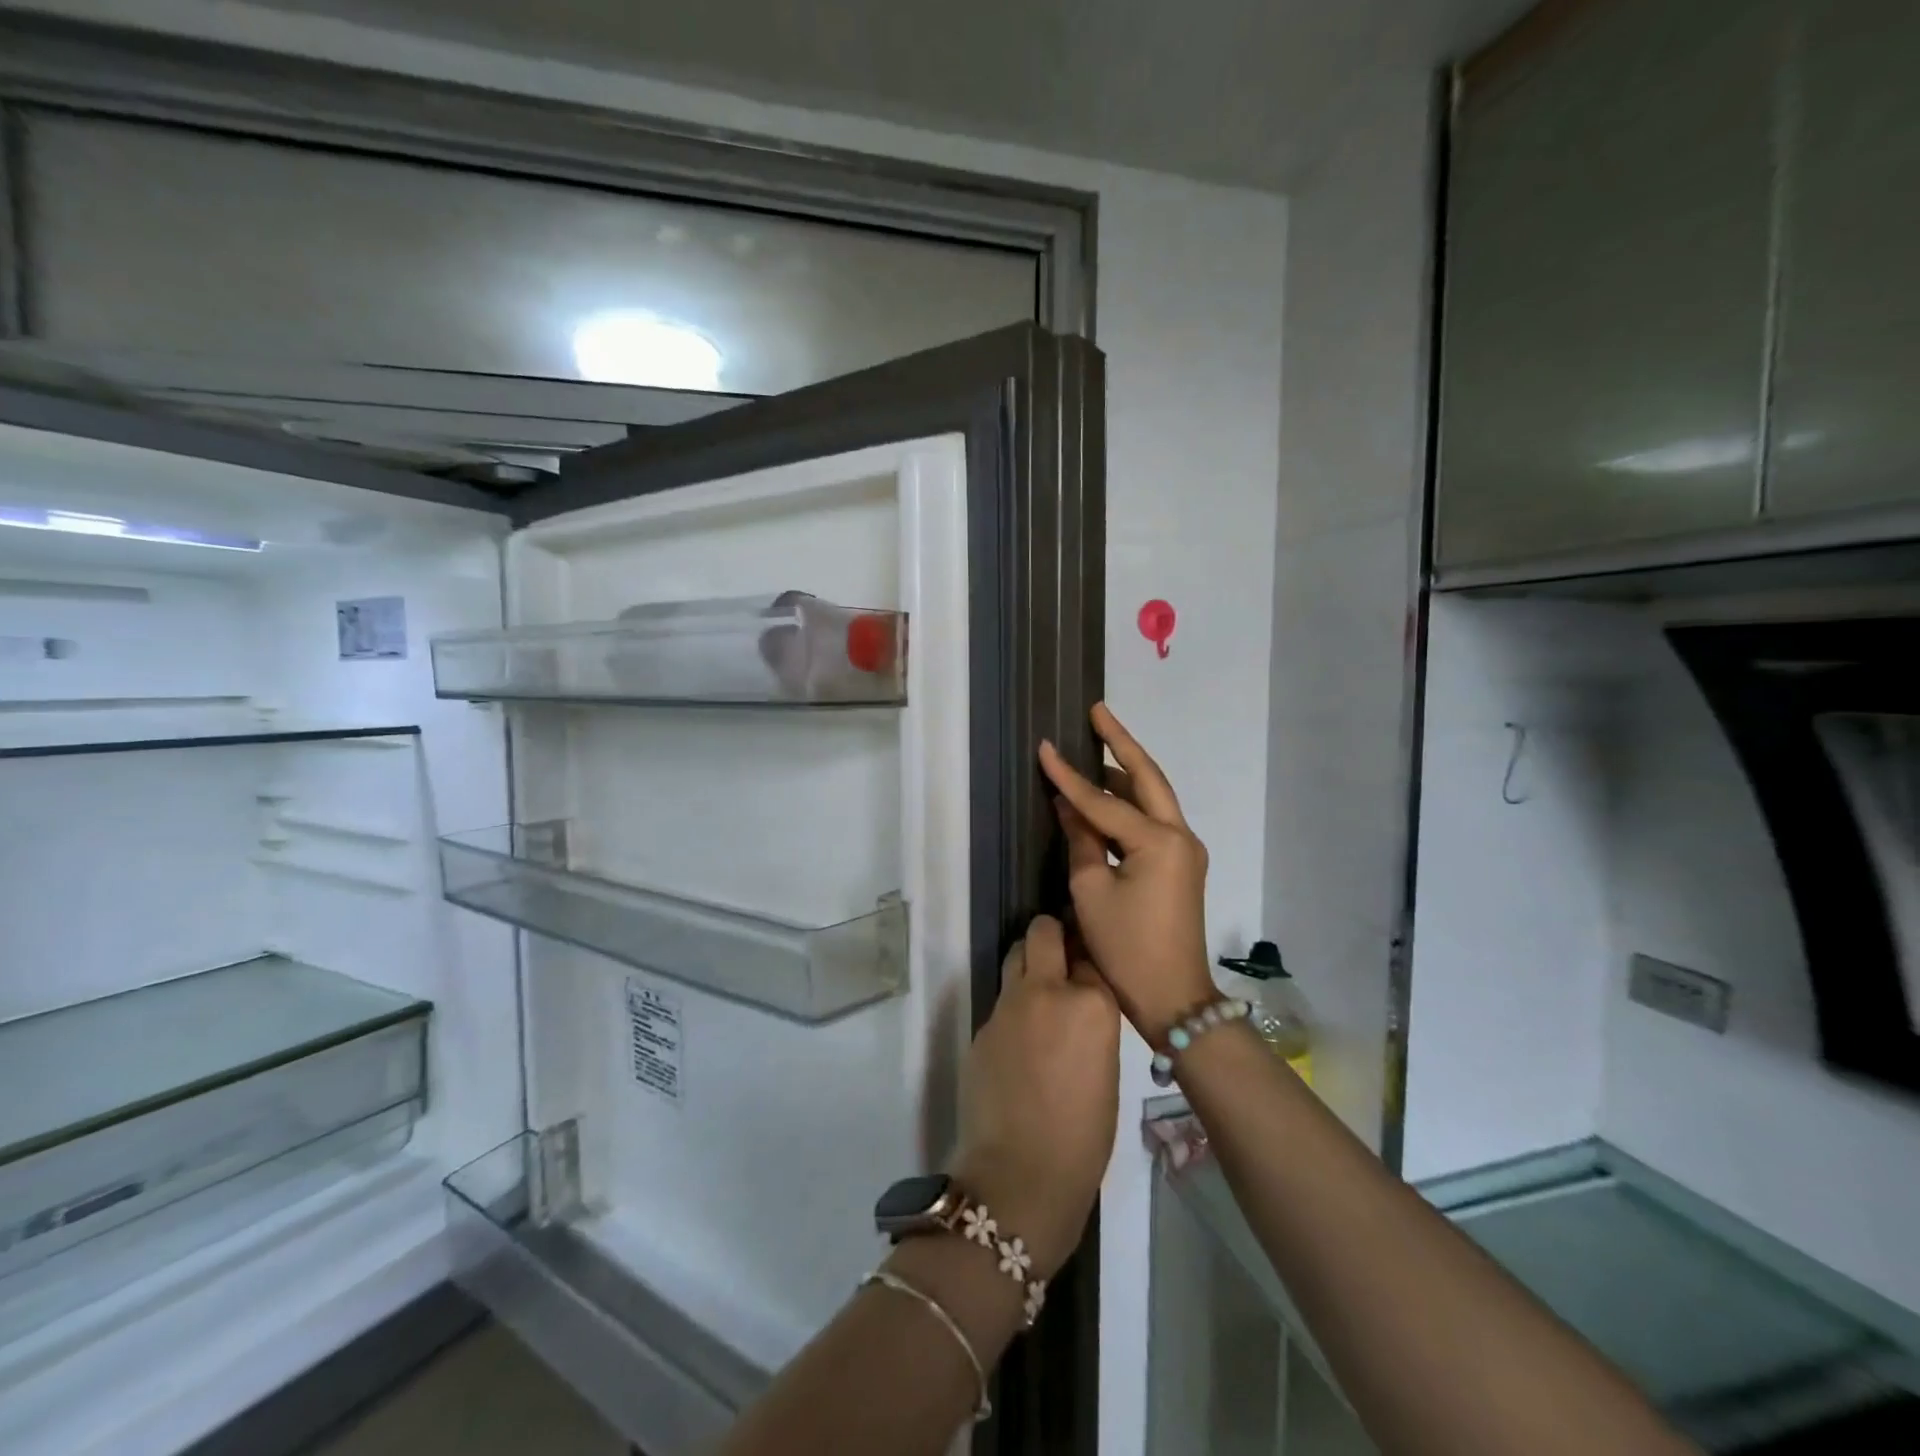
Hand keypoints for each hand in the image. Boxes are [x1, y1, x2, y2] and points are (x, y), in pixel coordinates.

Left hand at [950, 915, 1118, 1279]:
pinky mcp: (981, 1024)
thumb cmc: (1083, 1138)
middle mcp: (1048, 990)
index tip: (1088, 971)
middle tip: (1058, 958)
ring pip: (1016, 956)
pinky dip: (1012, 1008)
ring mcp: (1008, 1004)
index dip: (1087, 962)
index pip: (1089, 956)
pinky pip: (1001, 1000)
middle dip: (1051, 937)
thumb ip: (1091, 1024)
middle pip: (1044, 933)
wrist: (1020, 1175)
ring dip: (1028, 965)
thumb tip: (1078, 1006)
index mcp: (1092, 1003)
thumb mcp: (1107, 1072)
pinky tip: (1018, 1042)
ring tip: (1037, 995)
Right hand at [1038, 702, 1216, 1044]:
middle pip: (1148, 777)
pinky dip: (1129, 803)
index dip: (1069, 776)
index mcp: (1159, 841)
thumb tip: (1069, 805)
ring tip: (1096, 744)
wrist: (1173, 997)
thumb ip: (1082, 840)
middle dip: (1120, 743)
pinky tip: (1105, 795)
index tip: (1044, 747)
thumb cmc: (1126, 948)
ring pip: (1153, 797)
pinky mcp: (1180, 865)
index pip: (1104, 800)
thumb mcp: (1091, 892)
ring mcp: (1186, 850)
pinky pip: (1153, 821)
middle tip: (1097, 711)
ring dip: (1125, 772)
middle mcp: (1180, 836)